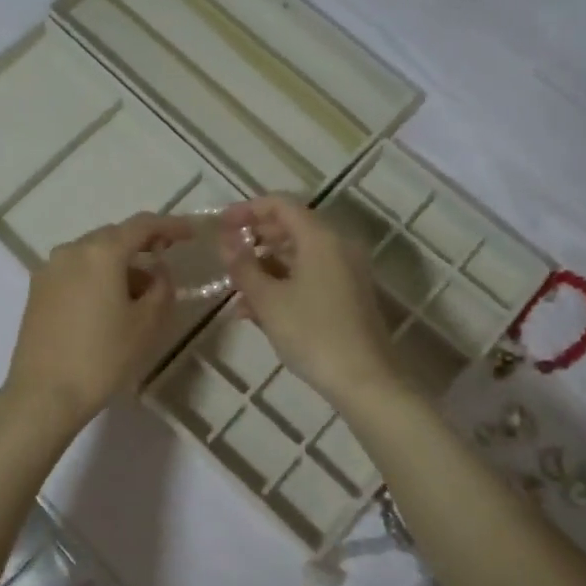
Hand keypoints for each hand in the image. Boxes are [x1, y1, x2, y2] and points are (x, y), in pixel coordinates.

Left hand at [1, 212, 194, 431]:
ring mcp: (49, 269)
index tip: (190, 234)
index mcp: (101, 252)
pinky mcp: (37, 290)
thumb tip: (158, 270)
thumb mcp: (146, 324)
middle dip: (142, 245)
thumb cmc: (102, 357)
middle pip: (114, 236)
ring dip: (118, 264)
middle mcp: (72, 250)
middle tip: (165, 262)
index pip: (142, 225)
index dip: (170, 225)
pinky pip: (75, 270)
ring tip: (138, 293)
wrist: (43, 394)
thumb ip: (161, 287)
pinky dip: (96, 276)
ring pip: (93, 254)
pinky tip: (107, 304)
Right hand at [219, 196, 402, 407]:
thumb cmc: (312, 333)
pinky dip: (283, 283)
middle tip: (226, 255)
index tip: (220, 224)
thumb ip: (243, 266)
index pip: (280, 205)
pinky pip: (310, 276)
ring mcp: (346, 271)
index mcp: (320, 238)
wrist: (364, 380)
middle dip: (255, 238)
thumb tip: (226, 242)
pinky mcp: (348, 294)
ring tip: (235, 290)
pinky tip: (256, 310)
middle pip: (291, 227)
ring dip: (265, 265)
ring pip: (299, 255)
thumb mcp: (268, 300)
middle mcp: (338, 246)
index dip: (247, 209)